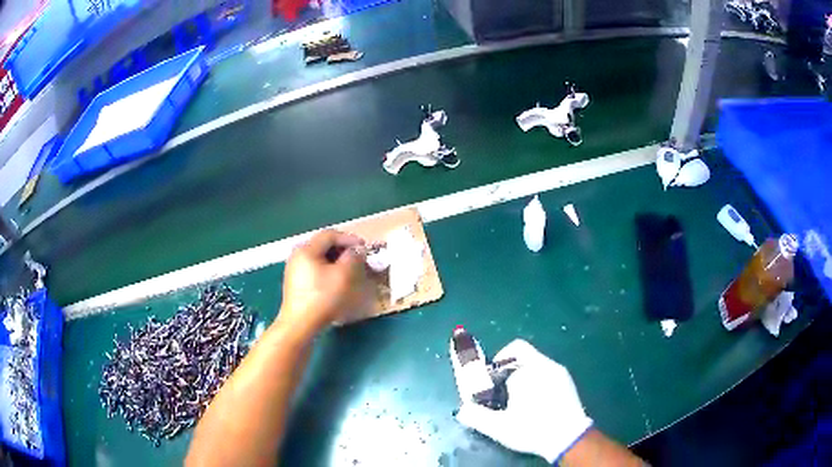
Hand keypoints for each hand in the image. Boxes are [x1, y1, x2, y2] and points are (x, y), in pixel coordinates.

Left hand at [278, 230, 369, 336]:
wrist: (300, 324)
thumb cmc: (322, 298)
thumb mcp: (343, 276)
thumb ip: (353, 258)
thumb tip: (357, 250)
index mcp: (306, 249)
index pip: (330, 235)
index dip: (349, 239)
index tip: (364, 248)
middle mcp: (297, 255)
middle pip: (323, 245)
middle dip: (343, 250)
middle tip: (358, 259)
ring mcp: (294, 269)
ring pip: (319, 257)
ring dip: (336, 261)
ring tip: (350, 270)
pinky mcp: (295, 282)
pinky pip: (314, 268)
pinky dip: (327, 270)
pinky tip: (336, 281)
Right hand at [455, 339, 592, 463]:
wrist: (568, 437)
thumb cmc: (532, 429)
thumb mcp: (499, 427)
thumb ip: (476, 416)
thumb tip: (462, 410)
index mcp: (527, 370)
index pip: (510, 353)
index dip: (497, 366)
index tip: (493, 383)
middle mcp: (545, 364)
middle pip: (523, 354)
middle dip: (509, 369)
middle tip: (503, 391)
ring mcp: (559, 371)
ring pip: (536, 363)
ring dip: (524, 375)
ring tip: (519, 399)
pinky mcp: (568, 381)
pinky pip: (548, 372)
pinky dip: (538, 380)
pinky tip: (537, 402)